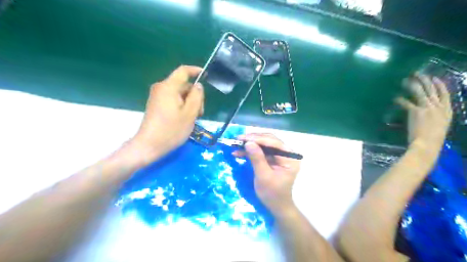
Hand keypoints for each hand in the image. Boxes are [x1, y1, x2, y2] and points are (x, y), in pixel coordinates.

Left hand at [131, 65, 204, 162]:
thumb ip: (196, 96)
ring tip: (193, 119)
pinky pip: (173, 100)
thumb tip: (198, 85)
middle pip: (183, 85)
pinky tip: (185, 119)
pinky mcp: (156, 105)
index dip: (196, 71)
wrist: (149, 146)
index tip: (207, 76)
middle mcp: (161, 88)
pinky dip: (182, 106)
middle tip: (200, 113)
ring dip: (189, 103)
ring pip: (179, 94)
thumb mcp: (190, 113)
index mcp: (168, 87)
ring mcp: (157, 97)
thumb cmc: (171, 130)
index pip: (183, 71)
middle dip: (195, 96)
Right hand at [232, 134, 300, 215]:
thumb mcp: (263, 176)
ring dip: (250, 145)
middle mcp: (286, 153)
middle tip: (238, 140)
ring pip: (263, 145)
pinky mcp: (272, 159)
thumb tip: (248, 143)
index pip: (274, 143)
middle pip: (269, 141)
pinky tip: (239, 152)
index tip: (243, 138)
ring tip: (236, 145)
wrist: (276, 206)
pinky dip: (250, 152)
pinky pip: (261, 151)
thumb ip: (257, 158)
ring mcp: (279, 156)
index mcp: (289, 157)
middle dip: (253, 140)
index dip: (257, 139)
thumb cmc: (272, 194)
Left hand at [397, 73, 452, 144]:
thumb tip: (430, 113)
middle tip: (418, 73)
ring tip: (405, 80)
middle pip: (432, 89)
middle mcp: (439, 107)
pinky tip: (395, 98)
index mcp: (448, 111)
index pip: (445, 94)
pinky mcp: (416, 111)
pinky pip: (406, 103)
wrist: (427, 144)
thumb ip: (437, 117)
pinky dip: (400, 100)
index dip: (439, 85)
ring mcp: (428, 108)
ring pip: (420, 92)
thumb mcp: (441, 125)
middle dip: (425, 80)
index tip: (434, 78)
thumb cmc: (433, 139)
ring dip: (412, 85)